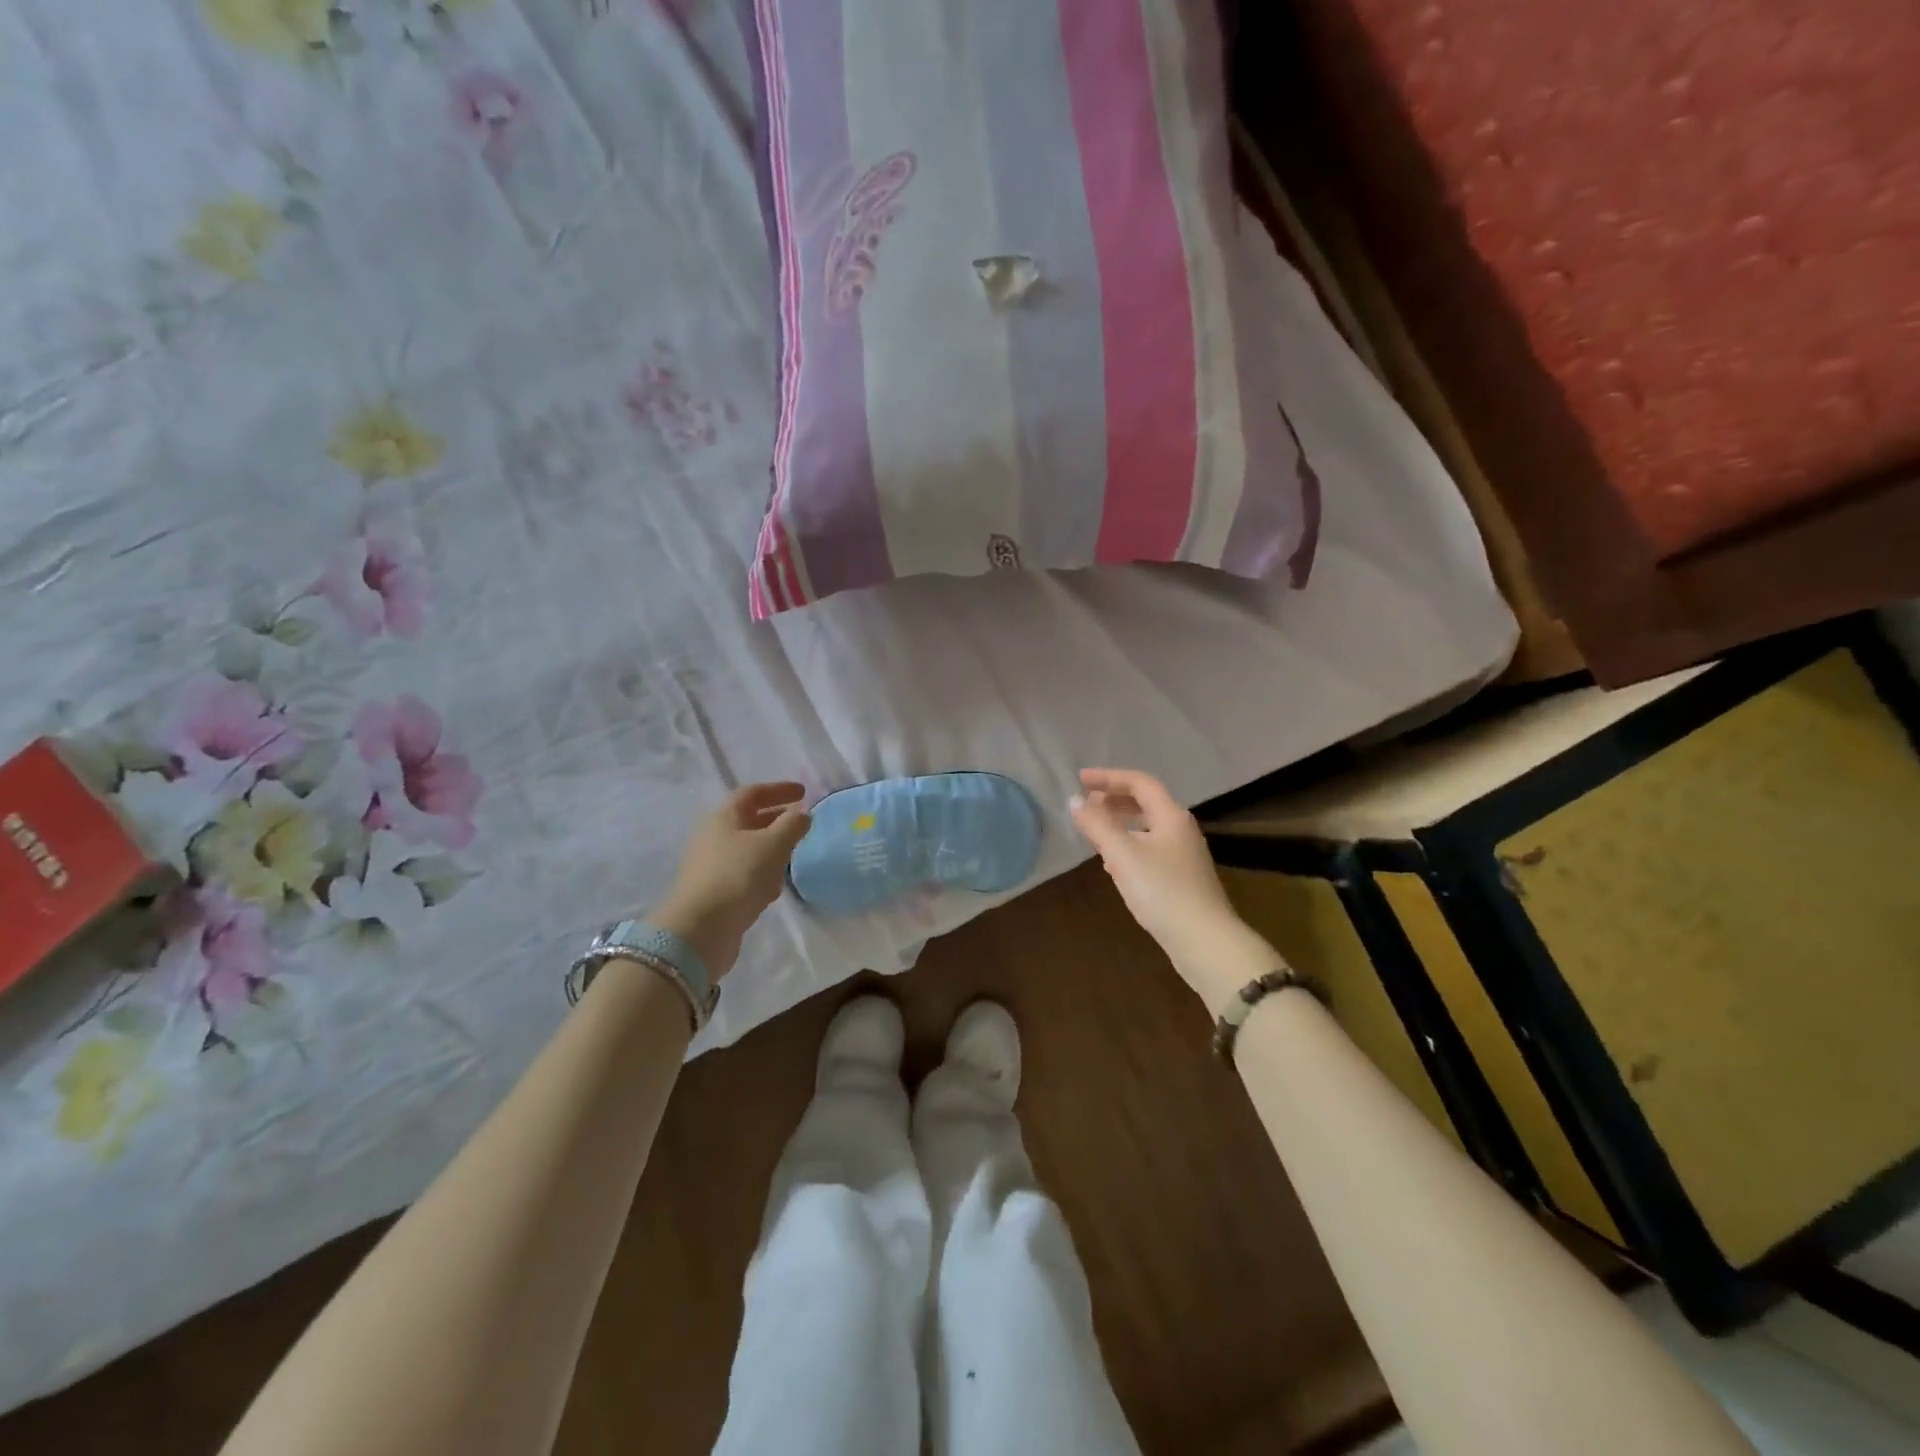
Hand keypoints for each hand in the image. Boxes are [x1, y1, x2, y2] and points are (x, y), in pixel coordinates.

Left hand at [651, 782, 809, 979]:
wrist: (701, 929)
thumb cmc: (739, 875)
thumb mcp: (773, 845)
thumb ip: (792, 825)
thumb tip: (802, 813)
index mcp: (724, 817)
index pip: (753, 793)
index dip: (779, 790)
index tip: (803, 792)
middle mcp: (714, 836)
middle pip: (748, 820)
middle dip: (776, 819)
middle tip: (801, 822)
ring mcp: (712, 865)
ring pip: (747, 848)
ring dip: (771, 848)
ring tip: (793, 854)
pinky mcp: (715, 892)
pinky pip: (743, 873)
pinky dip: (762, 873)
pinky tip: (774, 888)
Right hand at [1069, 768, 1251, 1000]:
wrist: (1204, 941)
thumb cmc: (1162, 891)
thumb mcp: (1123, 855)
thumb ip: (1097, 825)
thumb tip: (1074, 801)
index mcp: (1171, 816)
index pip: (1139, 783)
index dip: (1108, 777)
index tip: (1079, 779)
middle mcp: (1181, 829)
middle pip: (1146, 803)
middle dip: (1114, 799)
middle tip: (1086, 803)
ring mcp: (1184, 855)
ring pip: (1147, 827)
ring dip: (1120, 822)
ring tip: (1094, 829)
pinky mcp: (1181, 878)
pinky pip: (1150, 848)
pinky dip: (1128, 845)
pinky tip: (1114, 863)